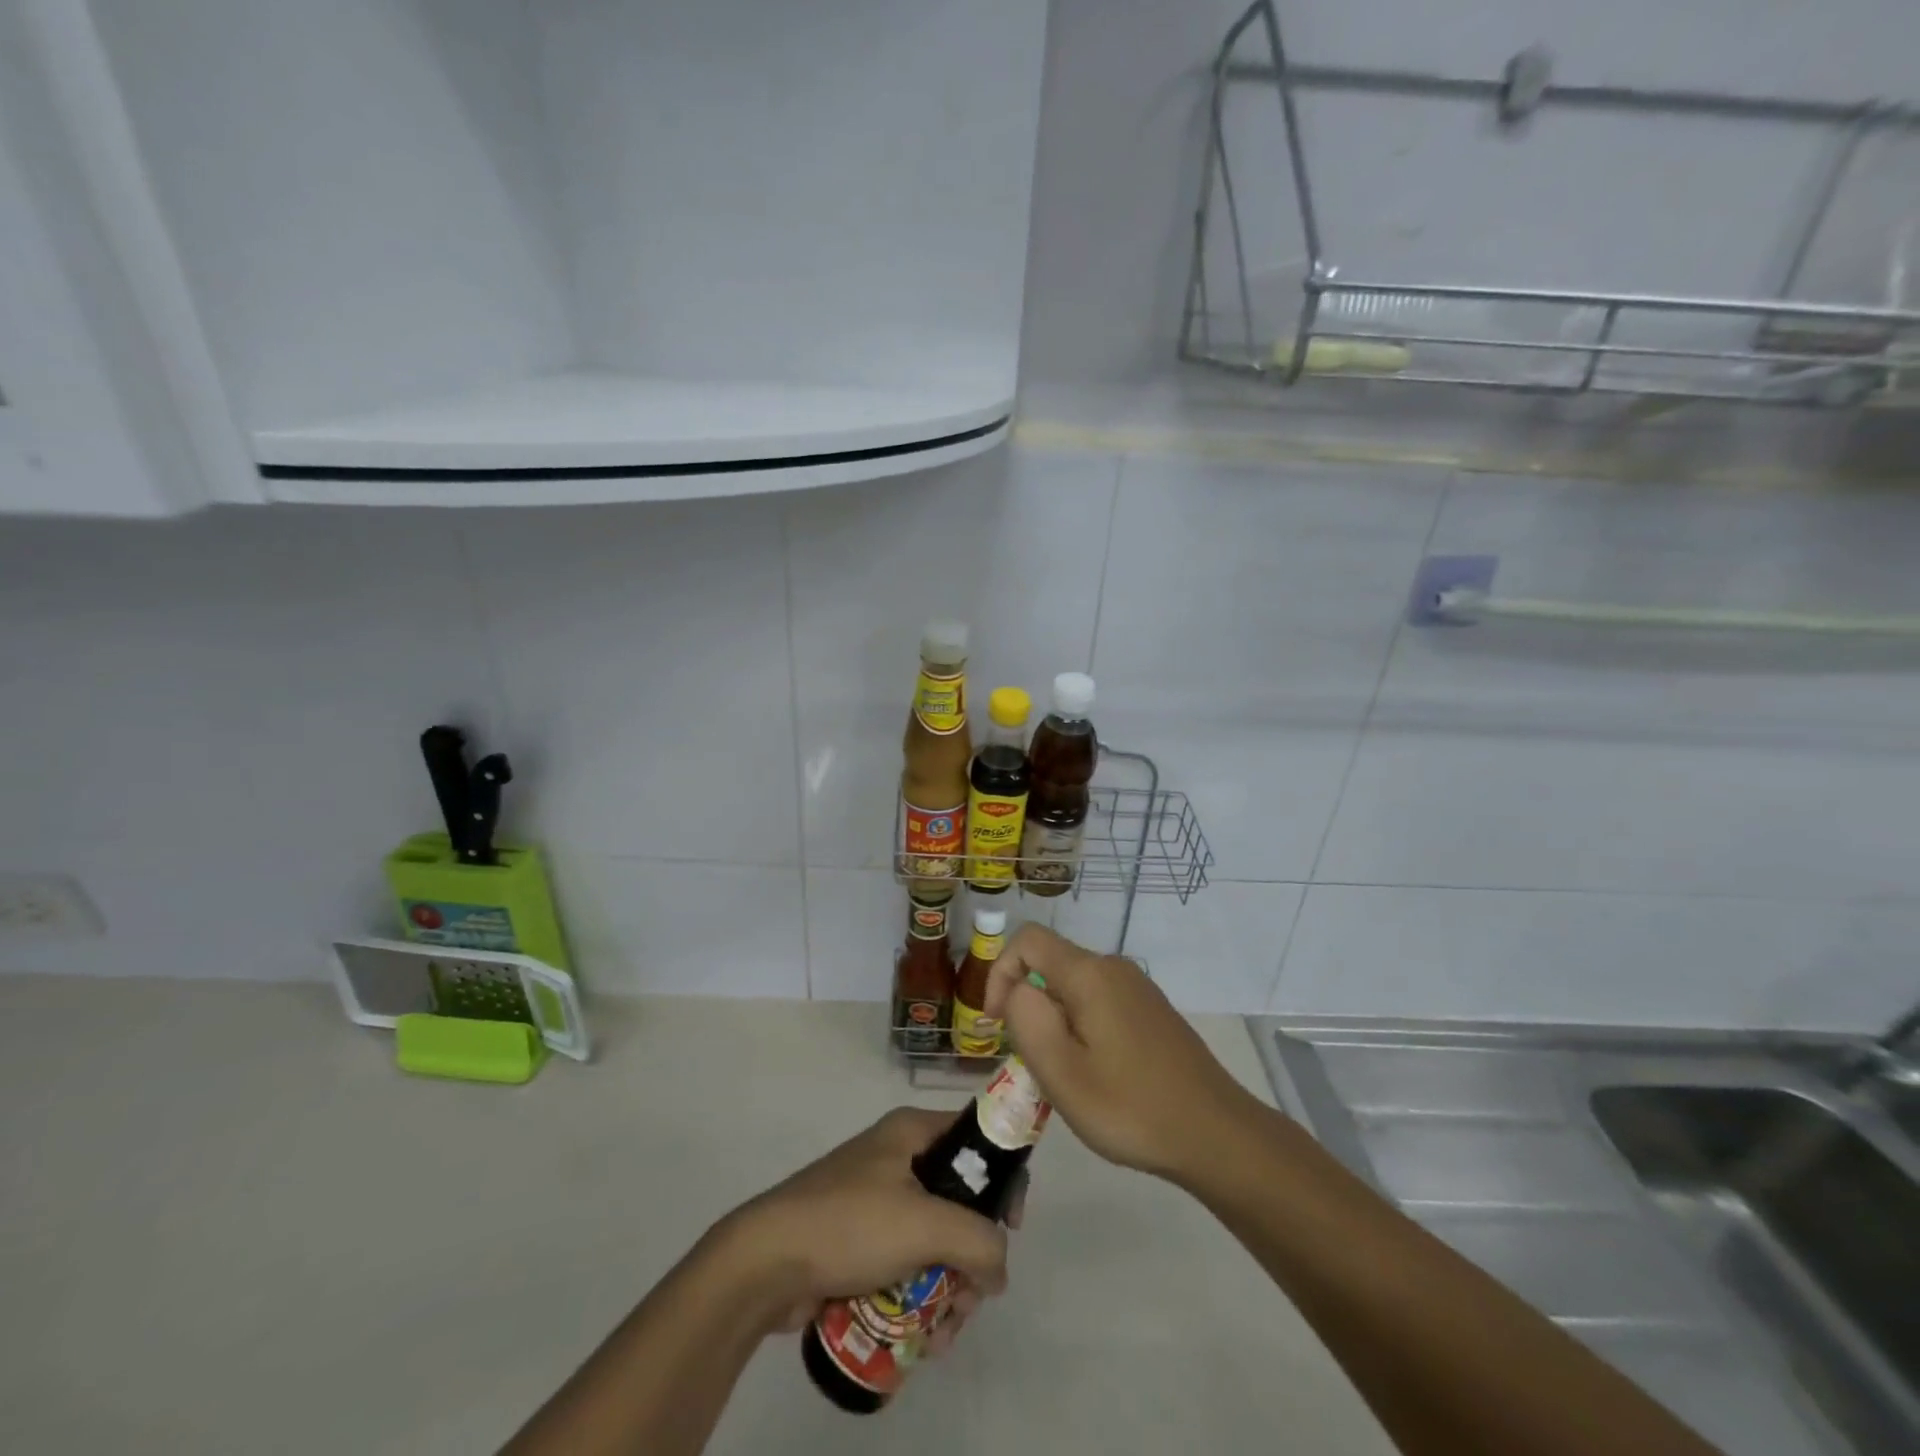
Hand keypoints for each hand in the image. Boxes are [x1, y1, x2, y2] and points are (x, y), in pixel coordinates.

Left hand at [716, 1108, 1020, 1351]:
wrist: (765, 1263)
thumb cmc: (849, 1224)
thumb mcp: (924, 1224)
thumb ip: (979, 1241)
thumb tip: (999, 1268)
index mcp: (912, 1132)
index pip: (977, 1138)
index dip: (1003, 1176)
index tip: (1012, 1226)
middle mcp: (898, 1157)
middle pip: (959, 1199)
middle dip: (972, 1253)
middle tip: (972, 1295)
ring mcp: (876, 1199)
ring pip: (935, 1239)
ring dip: (949, 1286)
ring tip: (943, 1331)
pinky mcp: (859, 1240)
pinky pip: (907, 1263)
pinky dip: (920, 1296)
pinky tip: (920, 1337)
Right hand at [982, 925, 1263, 1185]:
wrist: (1216, 1134)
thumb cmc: (1131, 1107)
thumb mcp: (1062, 1072)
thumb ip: (1026, 1018)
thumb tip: (1017, 988)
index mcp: (1089, 973)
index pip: (1027, 940)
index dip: (999, 973)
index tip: (997, 1025)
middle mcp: (1114, 967)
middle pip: (1050, 964)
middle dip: (1029, 1006)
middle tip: (1034, 1063)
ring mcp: (1137, 988)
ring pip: (1074, 987)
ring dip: (1055, 1022)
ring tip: (1066, 1076)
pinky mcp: (1151, 1010)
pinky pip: (1099, 1002)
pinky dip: (1081, 1028)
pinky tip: (1098, 1075)